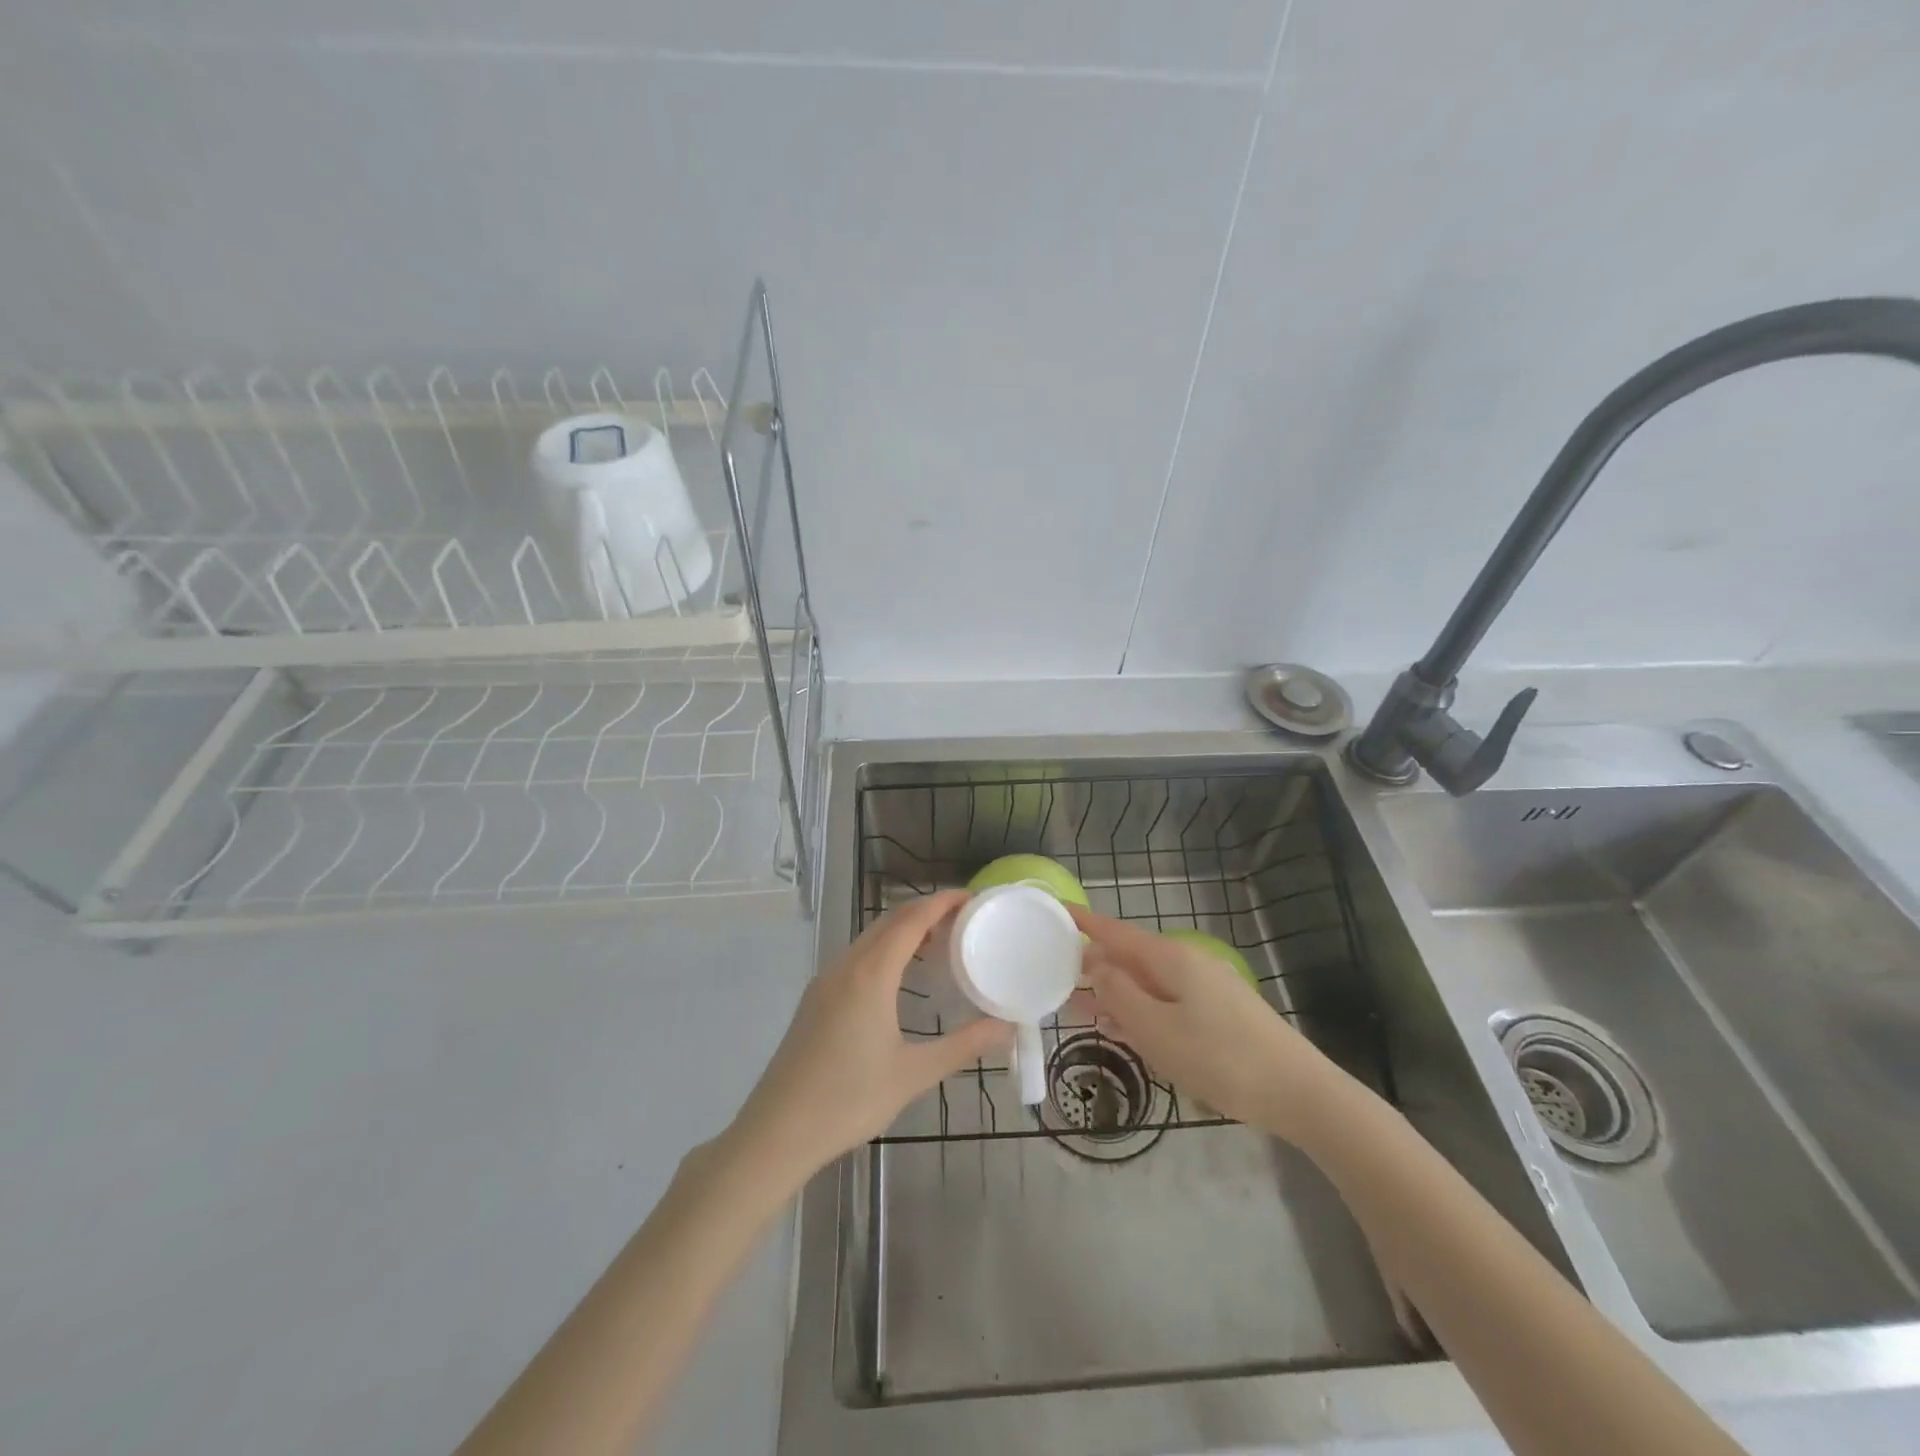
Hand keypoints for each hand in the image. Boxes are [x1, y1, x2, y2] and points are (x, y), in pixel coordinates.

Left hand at [726, 890, 1011, 1189]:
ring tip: (939, 942)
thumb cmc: (848, 1100)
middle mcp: (846, 966)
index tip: (971, 897)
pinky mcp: (815, 999)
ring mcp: (825, 981)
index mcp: (871, 975)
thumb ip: (963, 1046)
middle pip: (889, 922)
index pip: (911, 920)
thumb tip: (1007, 1027)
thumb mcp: (914, 1074)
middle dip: (926, 911)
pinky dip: (884, 949)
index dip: (941, 902)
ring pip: (870, 938)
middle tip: (963, 919)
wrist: (776, 1132)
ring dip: (903, 930)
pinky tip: (899, 975)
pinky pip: (856, 957)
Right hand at [1067, 904, 1342, 1144]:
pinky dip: (1141, 1009)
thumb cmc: (1220, 1059)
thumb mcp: (1156, 1030)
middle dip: (1096, 966)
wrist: (1299, 1092)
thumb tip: (1096, 965)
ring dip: (1116, 992)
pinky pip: (1167, 1000)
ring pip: (1148, 981)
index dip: (1085, 923)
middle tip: (1058, 980)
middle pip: (1131, 956)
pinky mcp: (1220, 1012)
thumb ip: (1119, 995)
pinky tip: (1126, 1030)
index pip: (1116, 932)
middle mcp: (1188, 963)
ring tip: (1082, 1010)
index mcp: (1170, 959)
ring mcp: (1207, 987)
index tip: (1057, 912)